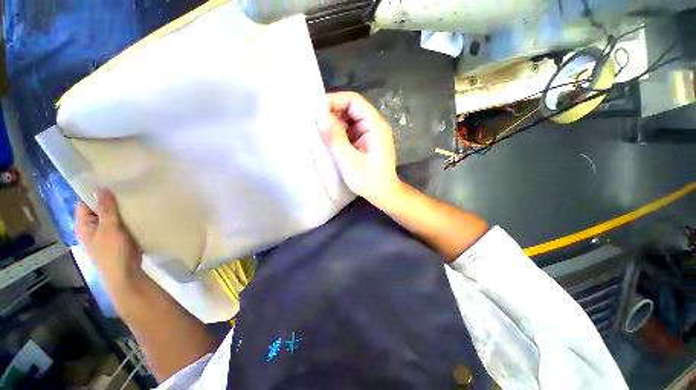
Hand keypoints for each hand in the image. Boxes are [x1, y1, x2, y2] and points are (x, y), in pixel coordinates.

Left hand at [75, 189, 144, 292]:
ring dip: (122, 208)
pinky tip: (139, 209)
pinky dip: (129, 216)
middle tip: (126, 188)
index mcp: (84, 224)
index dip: (94, 192)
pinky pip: (123, 221)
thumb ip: (106, 209)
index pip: (85, 202)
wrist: (125, 273)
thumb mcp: (108, 229)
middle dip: (111, 199)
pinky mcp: (120, 235)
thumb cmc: (112, 252)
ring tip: (135, 196)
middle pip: (100, 207)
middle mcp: (93, 226)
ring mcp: (107, 231)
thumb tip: (103, 188)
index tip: (110, 182)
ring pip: (113, 214)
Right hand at [320, 92, 401, 204]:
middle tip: (314, 124)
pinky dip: (338, 133)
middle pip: (351, 108)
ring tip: (319, 133)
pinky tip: (329, 141)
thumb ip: (335, 138)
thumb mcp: (349, 161)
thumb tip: (320, 116)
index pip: (354, 101)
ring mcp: (370, 133)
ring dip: (334, 124)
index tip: (315, 110)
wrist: (384, 194)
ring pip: (349, 120)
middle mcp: (374, 125)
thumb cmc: (369, 180)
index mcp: (375, 125)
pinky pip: (350, 131)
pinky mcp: (365, 141)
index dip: (334, 101)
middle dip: (332, 113)